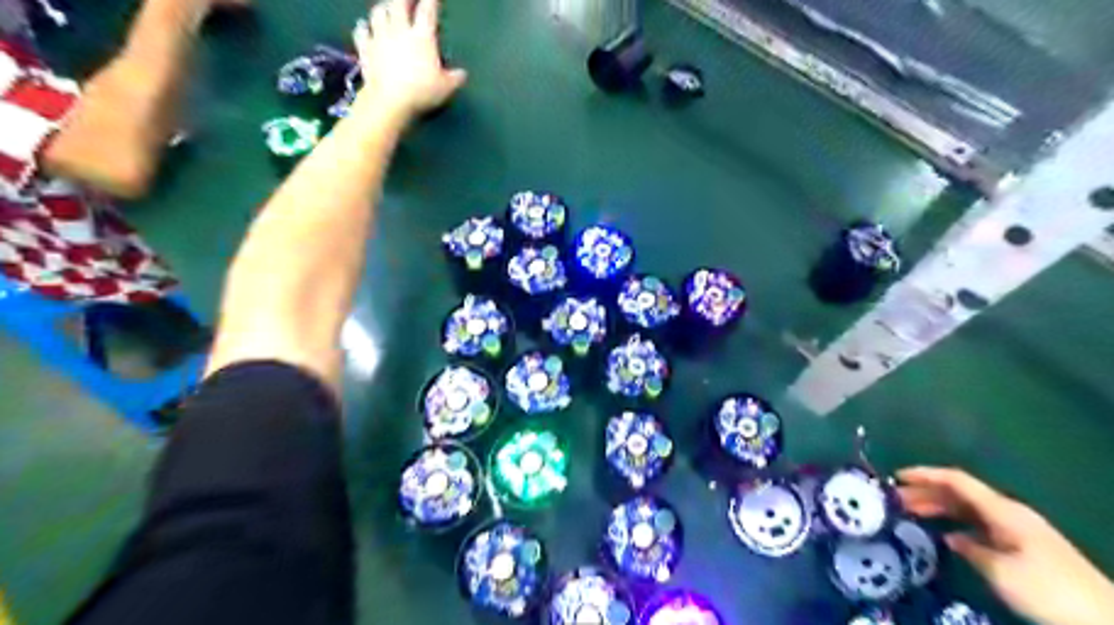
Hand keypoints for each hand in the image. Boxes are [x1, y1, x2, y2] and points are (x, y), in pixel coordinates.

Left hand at [353, 0, 466, 118]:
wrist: (389, 101)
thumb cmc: (421, 92)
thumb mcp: (445, 88)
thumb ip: (455, 79)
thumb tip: (462, 74)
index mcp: (422, 37)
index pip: (428, 11)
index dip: (432, 1)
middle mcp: (400, 30)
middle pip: (398, 3)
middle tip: (408, 0)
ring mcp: (380, 37)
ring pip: (378, 12)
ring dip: (383, 9)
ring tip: (387, 10)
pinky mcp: (365, 49)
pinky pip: (361, 31)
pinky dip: (363, 27)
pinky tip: (364, 27)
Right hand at [894, 467, 1113, 624]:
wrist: (1104, 620)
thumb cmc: (1047, 590)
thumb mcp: (1001, 571)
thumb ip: (971, 548)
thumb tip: (952, 538)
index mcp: (1003, 510)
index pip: (957, 480)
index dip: (925, 474)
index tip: (896, 476)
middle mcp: (1008, 513)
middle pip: (960, 494)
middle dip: (926, 493)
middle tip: (894, 500)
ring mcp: (1017, 530)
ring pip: (968, 510)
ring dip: (939, 509)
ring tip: (910, 514)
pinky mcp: (1023, 548)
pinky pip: (980, 526)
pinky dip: (957, 525)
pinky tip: (944, 537)